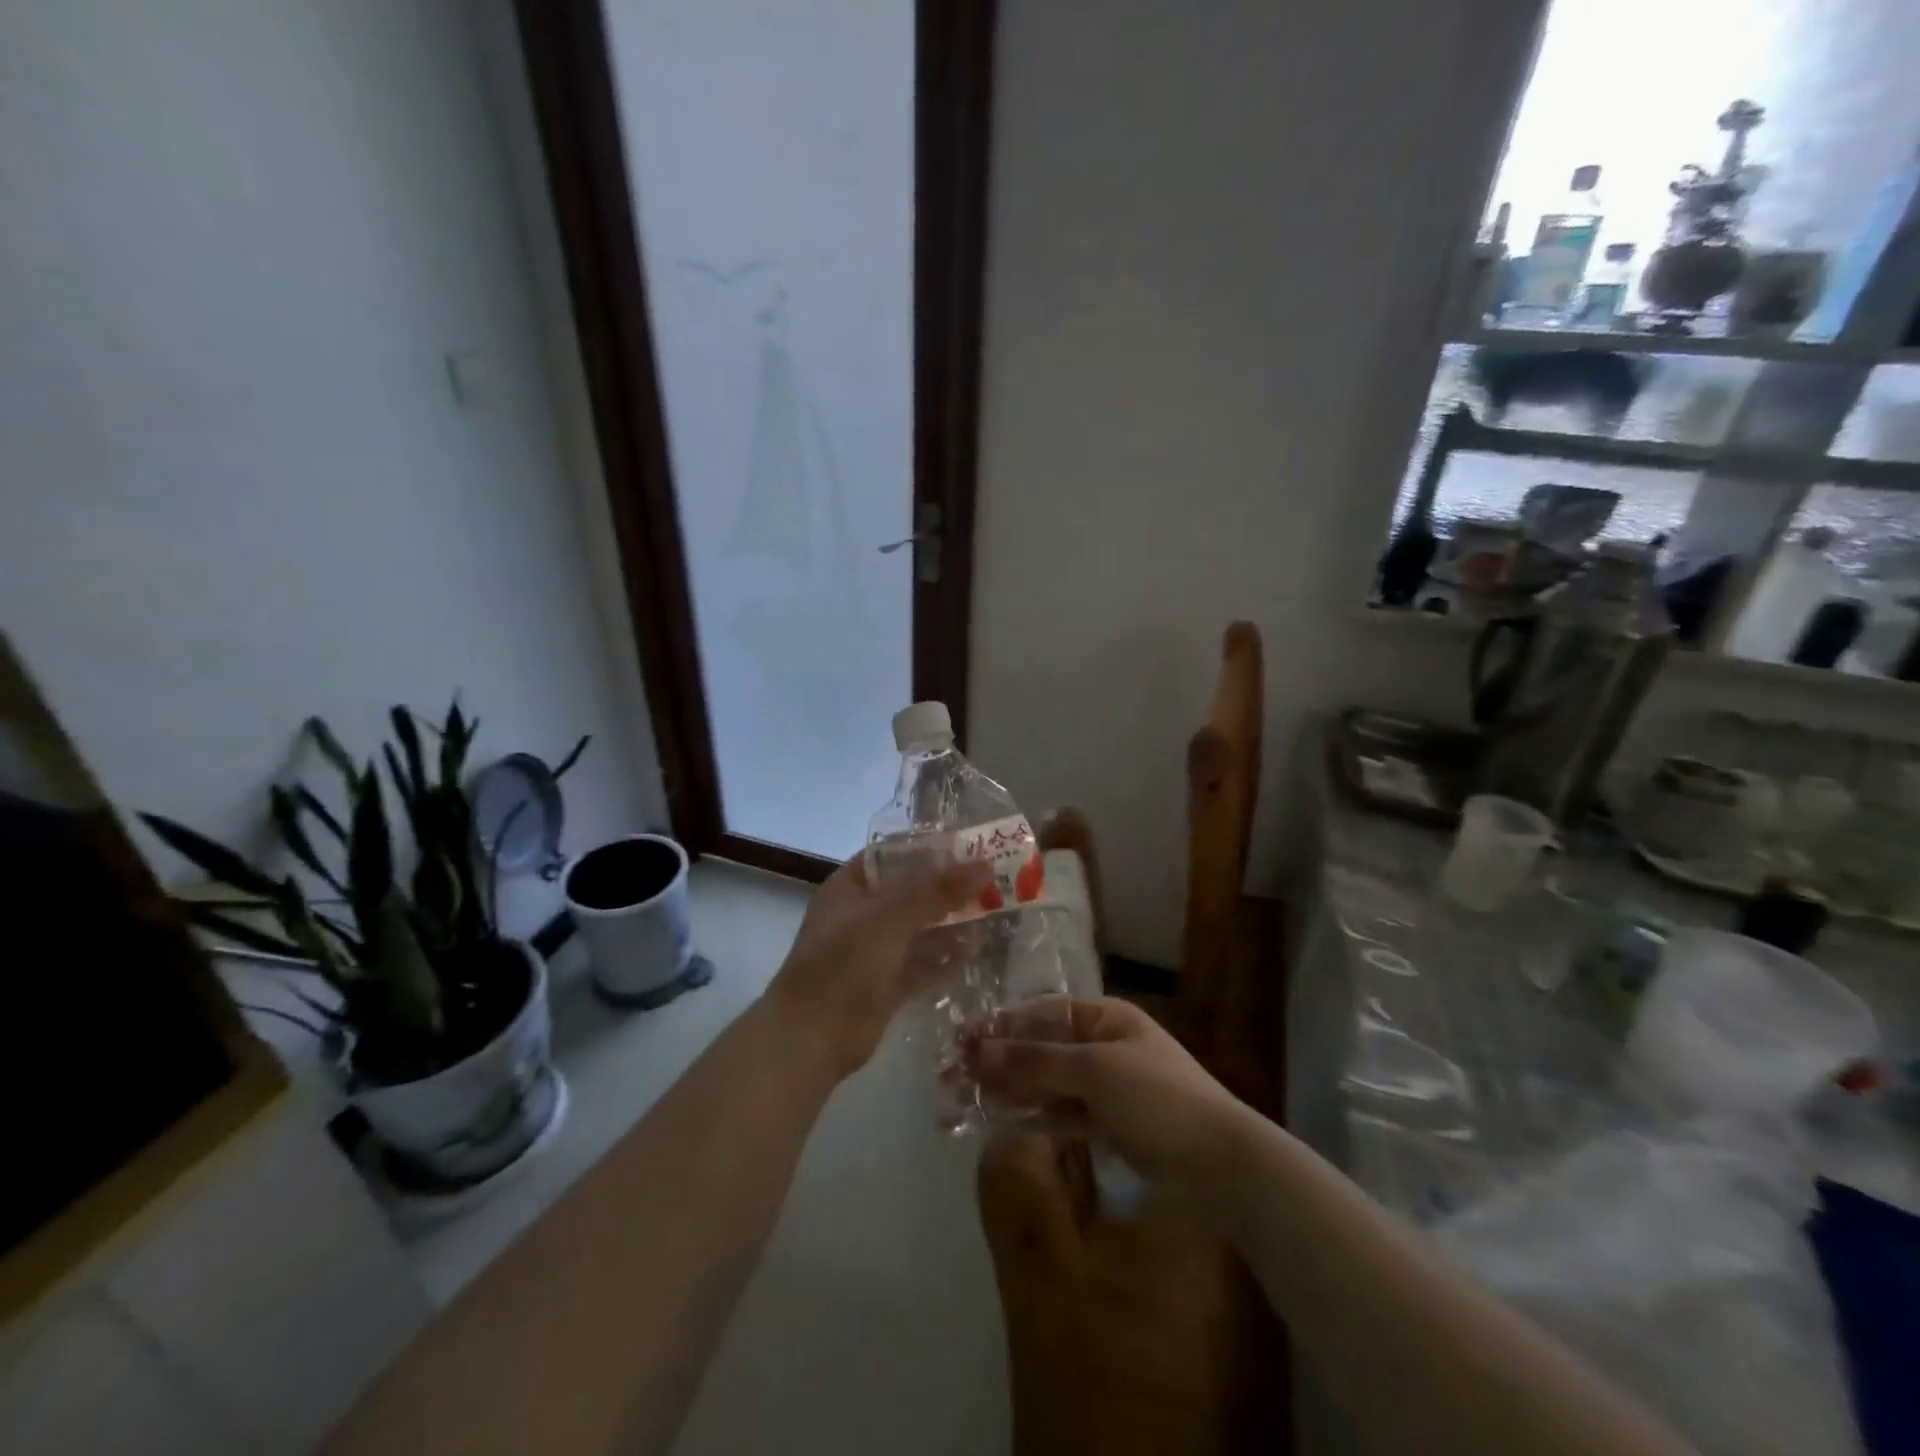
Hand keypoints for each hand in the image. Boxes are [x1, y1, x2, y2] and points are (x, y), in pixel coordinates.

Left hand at [763, 852, 992, 1082]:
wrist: (809, 1040)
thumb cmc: (842, 965)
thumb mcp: (889, 918)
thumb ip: (936, 890)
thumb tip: (984, 864)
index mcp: (852, 886)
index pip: (896, 853)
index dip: (932, 847)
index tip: (975, 844)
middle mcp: (864, 913)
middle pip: (914, 890)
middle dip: (951, 885)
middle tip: (999, 876)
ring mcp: (876, 951)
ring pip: (922, 927)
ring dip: (955, 919)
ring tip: (999, 908)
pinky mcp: (889, 984)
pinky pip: (925, 962)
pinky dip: (949, 956)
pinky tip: (982, 947)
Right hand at [971, 996, 1256, 1190]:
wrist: (1222, 1165)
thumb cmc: (1159, 1098)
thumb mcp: (1095, 1071)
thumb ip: (1035, 1061)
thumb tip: (978, 1049)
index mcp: (1105, 1018)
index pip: (1042, 1014)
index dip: (1001, 1025)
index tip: (962, 1038)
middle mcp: (1102, 1046)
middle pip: (1041, 1049)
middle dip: (999, 1061)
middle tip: (952, 1075)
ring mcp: (1105, 1087)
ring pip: (1047, 1083)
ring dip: (1010, 1090)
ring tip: (965, 1099)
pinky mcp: (1108, 1125)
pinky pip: (1061, 1114)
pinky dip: (1034, 1116)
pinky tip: (1000, 1121)